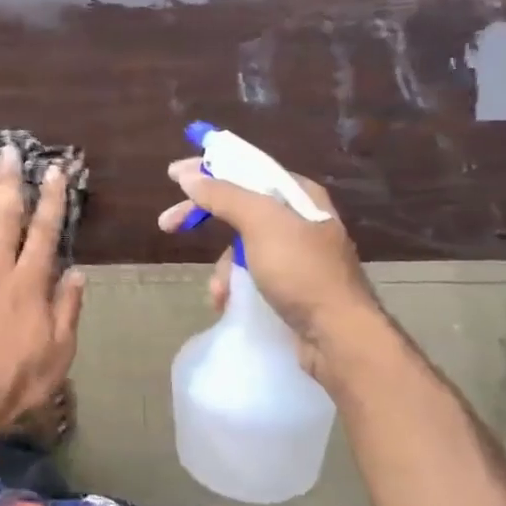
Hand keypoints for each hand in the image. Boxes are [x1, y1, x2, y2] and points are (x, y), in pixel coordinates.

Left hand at [0, 145, 85, 438]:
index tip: (54, 171)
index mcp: (29, 283)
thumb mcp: (58, 352)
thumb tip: (77, 272)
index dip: (51, 199)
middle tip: (9, 150)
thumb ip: (68, 309)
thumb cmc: (15, 380)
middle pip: (4, 216)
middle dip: (9, 180)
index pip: (44, 232)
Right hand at [158, 155, 377, 342]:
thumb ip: (224, 195)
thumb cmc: (301, 272)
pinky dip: (234, 284)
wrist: (339, 336)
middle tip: (167, 224)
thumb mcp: (260, 224)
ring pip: (241, 245)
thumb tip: (189, 175)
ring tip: (217, 290)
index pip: (247, 169)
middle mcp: (299, 219)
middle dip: (204, 217)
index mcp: (299, 196)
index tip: (174, 176)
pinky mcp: (291, 285)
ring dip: (221, 266)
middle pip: (239, 206)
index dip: (209, 169)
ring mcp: (296, 254)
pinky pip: (251, 273)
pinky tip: (227, 301)